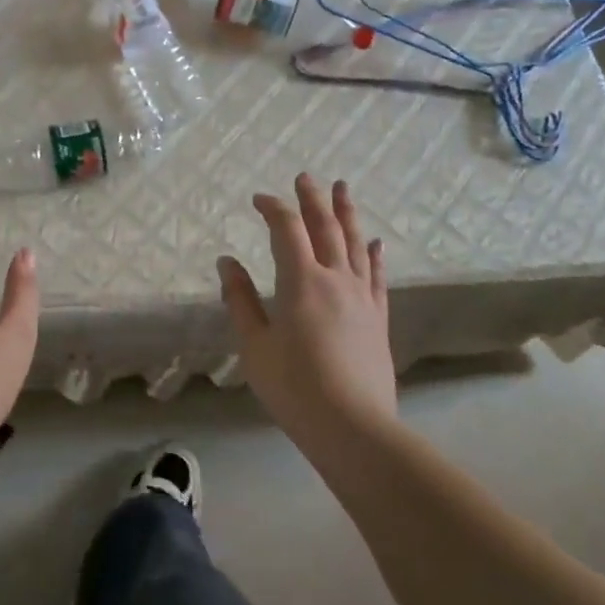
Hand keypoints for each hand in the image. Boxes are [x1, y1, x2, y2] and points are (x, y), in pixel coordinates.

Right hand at [217, 174, 396, 437]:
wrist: (354, 427)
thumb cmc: (294, 387)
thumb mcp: (254, 345)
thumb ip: (240, 300)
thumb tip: (226, 261)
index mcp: (301, 282)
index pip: (287, 229)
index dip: (273, 208)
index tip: (258, 199)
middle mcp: (335, 279)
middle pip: (325, 227)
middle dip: (313, 199)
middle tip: (306, 177)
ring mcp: (362, 297)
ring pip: (356, 244)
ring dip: (347, 213)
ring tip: (343, 189)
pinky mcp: (378, 317)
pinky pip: (377, 276)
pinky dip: (374, 254)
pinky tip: (375, 242)